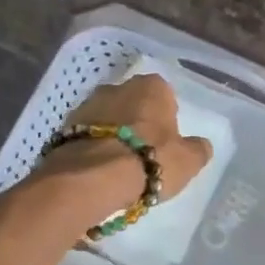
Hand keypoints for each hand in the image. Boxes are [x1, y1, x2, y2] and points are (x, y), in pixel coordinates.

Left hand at [41, 75, 213, 217]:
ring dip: (112, 134)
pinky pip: (86, 134)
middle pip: (132, 103)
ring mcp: (88, 104)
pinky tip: (96, 169)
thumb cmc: (149, 160)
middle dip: (136, 122)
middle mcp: (118, 86)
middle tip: (142, 153)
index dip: (166, 118)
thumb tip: (201, 145)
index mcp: (152, 87)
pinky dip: (92, 146)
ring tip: (117, 166)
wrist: (91, 177)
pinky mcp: (64, 126)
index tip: (165, 141)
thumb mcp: (188, 161)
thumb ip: (197, 149)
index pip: (164, 95)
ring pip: (107, 117)